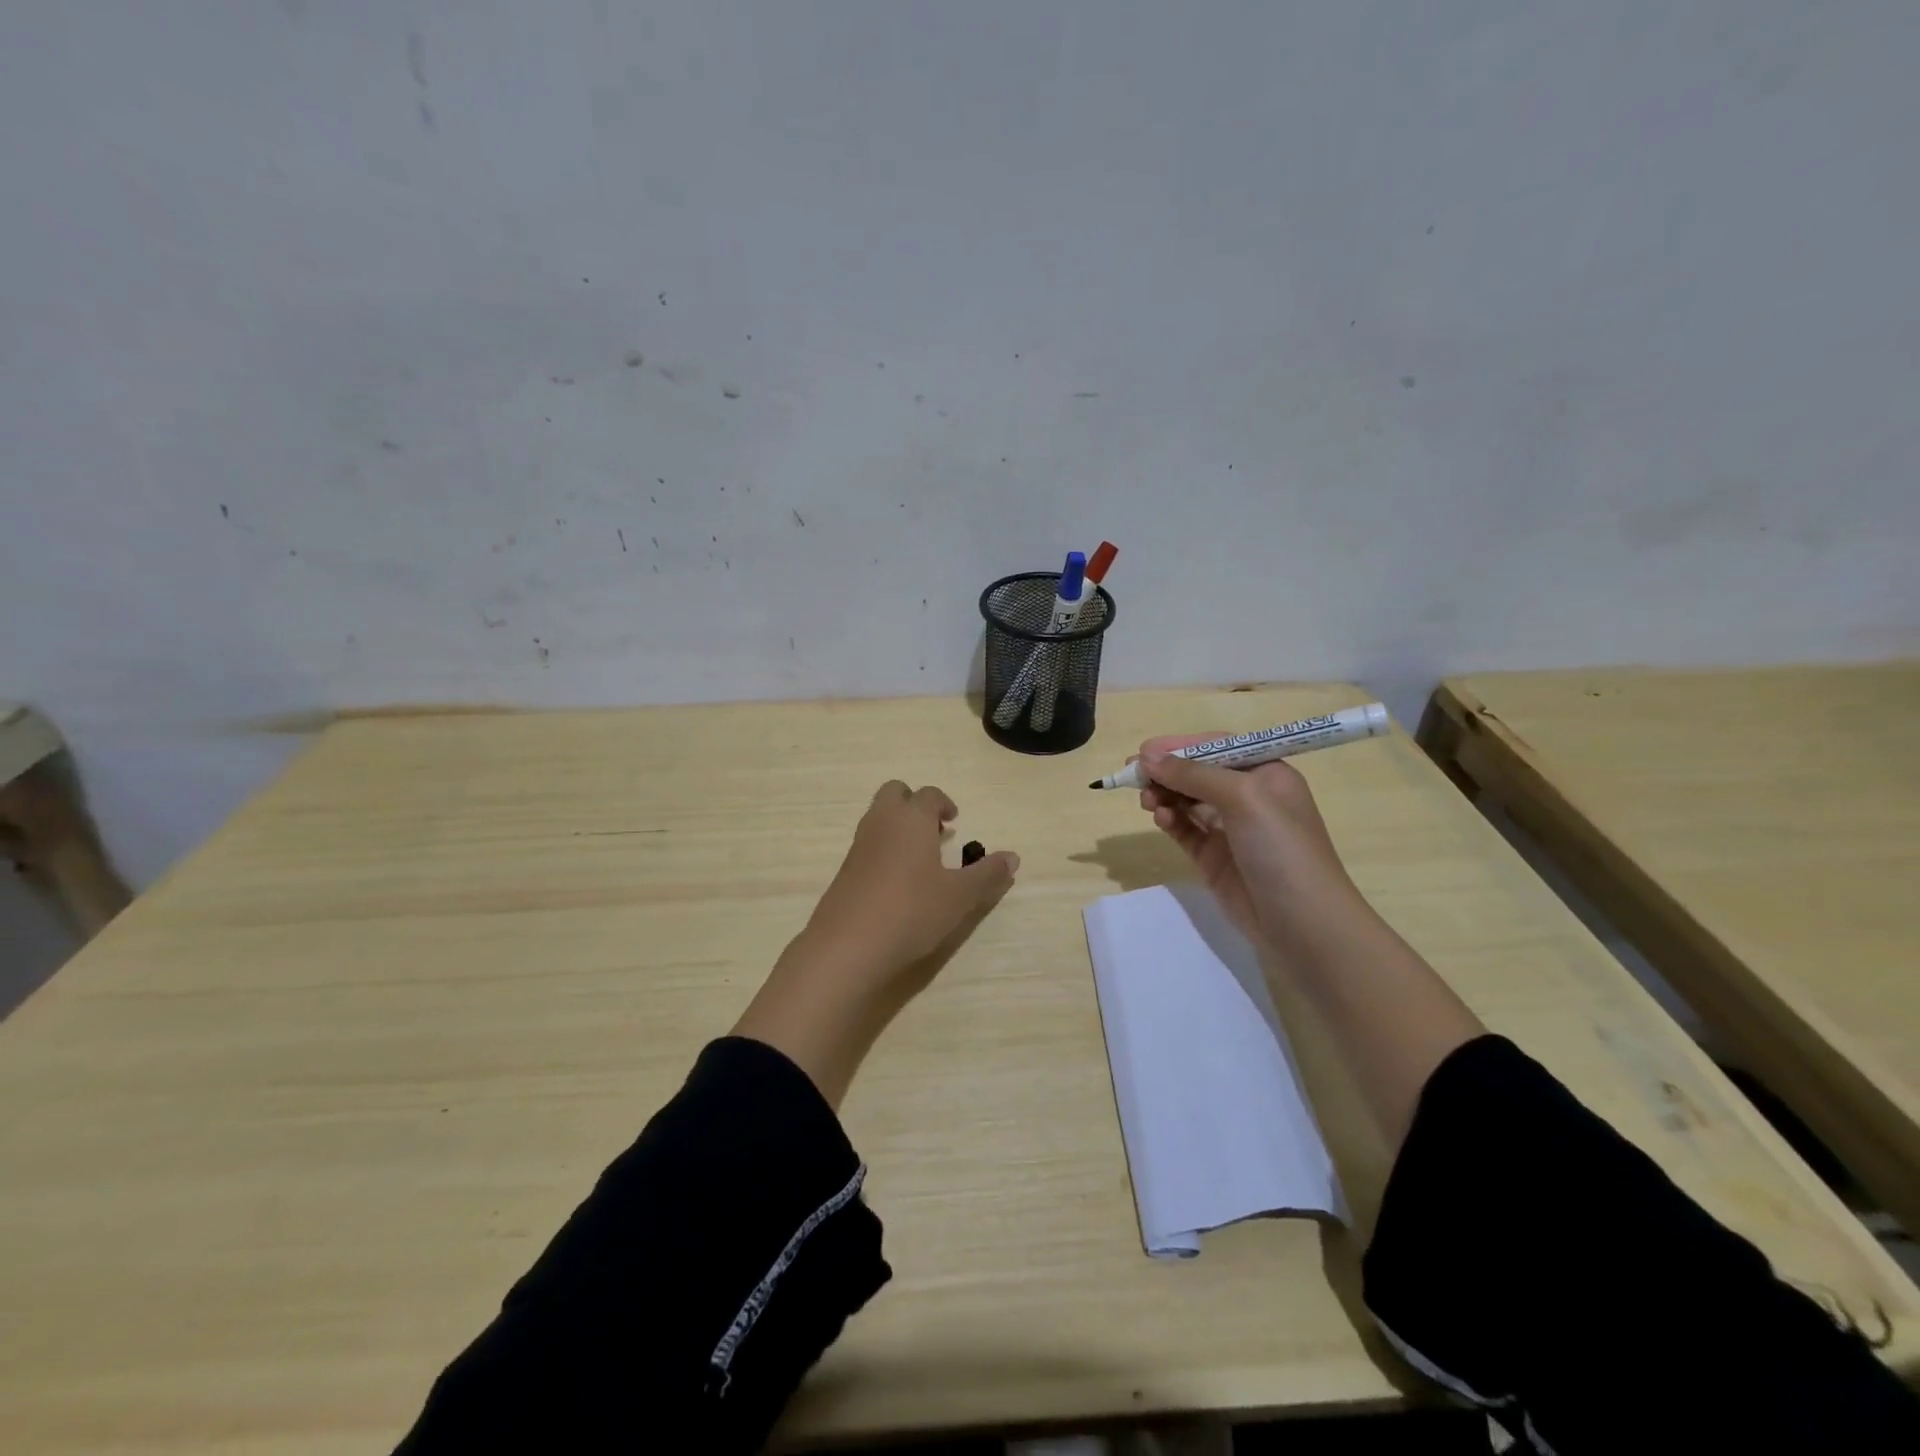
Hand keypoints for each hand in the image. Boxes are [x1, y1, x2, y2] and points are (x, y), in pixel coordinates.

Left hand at [799, 780, 1019, 993]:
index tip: (955, 822)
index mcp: (911, 818)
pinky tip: (898, 883)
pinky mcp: (845, 870)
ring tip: (921, 860)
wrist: (849, 945)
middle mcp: (881, 822)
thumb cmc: (912, 910)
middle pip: (895, 793)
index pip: (929, 794)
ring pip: (878, 817)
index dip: (944, 804)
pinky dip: (884, 849)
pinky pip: (868, 844)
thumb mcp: (960, 896)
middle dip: (915, 804)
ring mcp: (859, 845)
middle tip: (935, 831)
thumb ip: (987, 874)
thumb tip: (1013, 857)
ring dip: (899, 826)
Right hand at [1136, 737, 1364, 952]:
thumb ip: (1193, 774)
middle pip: (1198, 773)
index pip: (1217, 748)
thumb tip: (1147, 757)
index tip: (1144, 751)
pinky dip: (1170, 821)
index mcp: (1266, 774)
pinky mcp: (1215, 858)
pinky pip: (1185, 830)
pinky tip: (1160, 819)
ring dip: (1165, 795)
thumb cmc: (1281, 847)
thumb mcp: (1243, 797)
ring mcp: (1231, 829)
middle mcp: (1249, 797)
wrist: (1303, 924)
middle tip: (1133, 775)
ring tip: (1147, 802)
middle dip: (1167, 771)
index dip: (1180, 746)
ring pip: (1187, 801)